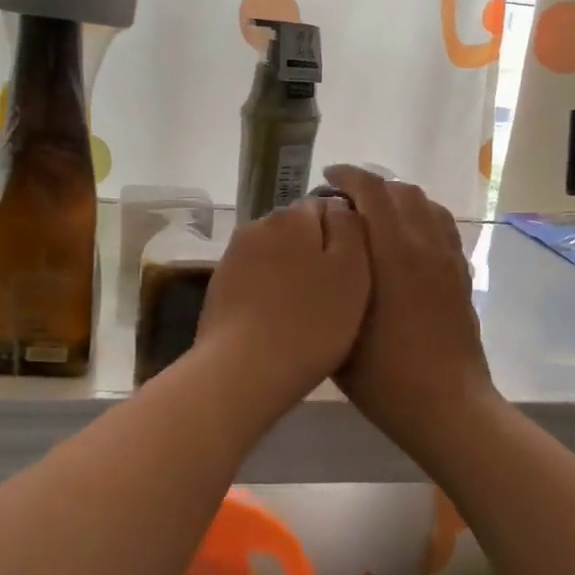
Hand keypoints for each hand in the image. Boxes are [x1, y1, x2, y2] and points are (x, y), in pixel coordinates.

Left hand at [194, 197, 369, 412]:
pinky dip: (269, 291)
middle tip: (334, 293)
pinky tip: (279, 320)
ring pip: (275, 254)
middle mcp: (258, 225)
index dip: (345, 235)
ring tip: (307, 311)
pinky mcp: (219, 285)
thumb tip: (340, 207)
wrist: (243, 369)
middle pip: (298, 229)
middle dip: (315, 251)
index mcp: (292, 215)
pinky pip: (255, 278)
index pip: (327, 205)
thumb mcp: (352, 271)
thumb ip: (350, 228)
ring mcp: (234, 255)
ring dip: (291, 272)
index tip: (354, 269)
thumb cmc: (311, 321)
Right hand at [322, 165, 496, 452]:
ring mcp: (447, 258)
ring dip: (397, 197)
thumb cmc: (384, 374)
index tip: (327, 178)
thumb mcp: (340, 325)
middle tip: (344, 200)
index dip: (348, 175)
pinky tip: (405, 237)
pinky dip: (420, 216)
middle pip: (400, 190)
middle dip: (370, 184)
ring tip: (374, 213)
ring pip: (425, 203)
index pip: (372, 190)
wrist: (446, 405)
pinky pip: (442, 225)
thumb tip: (326, 249)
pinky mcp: (460, 274)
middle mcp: (424, 245)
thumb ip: (332, 278)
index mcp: (393, 252)